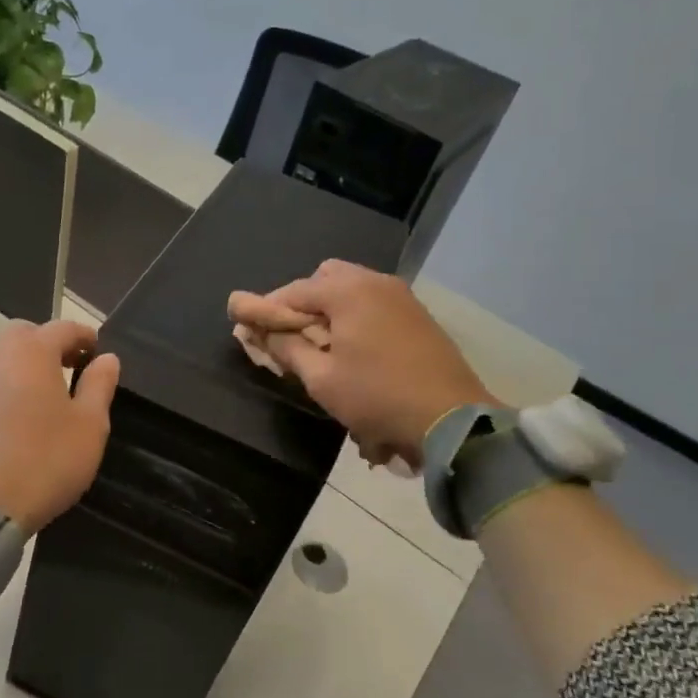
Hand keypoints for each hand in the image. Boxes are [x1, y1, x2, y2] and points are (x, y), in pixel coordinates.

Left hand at [0, 320, 119, 533]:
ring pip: (3, 355)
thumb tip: (107, 358)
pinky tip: (20, 411)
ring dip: (25, 363)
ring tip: (47, 390)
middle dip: (50, 343)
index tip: (98, 351)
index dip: (84, 336)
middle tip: (71, 367)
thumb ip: (99, 385)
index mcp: (32, 351)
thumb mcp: (90, 425)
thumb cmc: (46, 459)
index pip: (63, 328)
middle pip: (26, 334)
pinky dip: (7, 383)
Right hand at [228, 261, 492, 463]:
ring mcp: (402, 296)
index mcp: (348, 291)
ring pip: (352, 288)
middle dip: (302, 302)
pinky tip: (354, 347)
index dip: (266, 308)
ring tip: (321, 345)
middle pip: (325, 278)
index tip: (247, 326)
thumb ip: (286, 349)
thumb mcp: (321, 379)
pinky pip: (374, 302)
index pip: (293, 291)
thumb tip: (261, 332)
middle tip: (291, 336)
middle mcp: (375, 282)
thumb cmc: (377, 397)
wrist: (450, 418)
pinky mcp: (418, 314)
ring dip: (330, 309)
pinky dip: (355, 315)